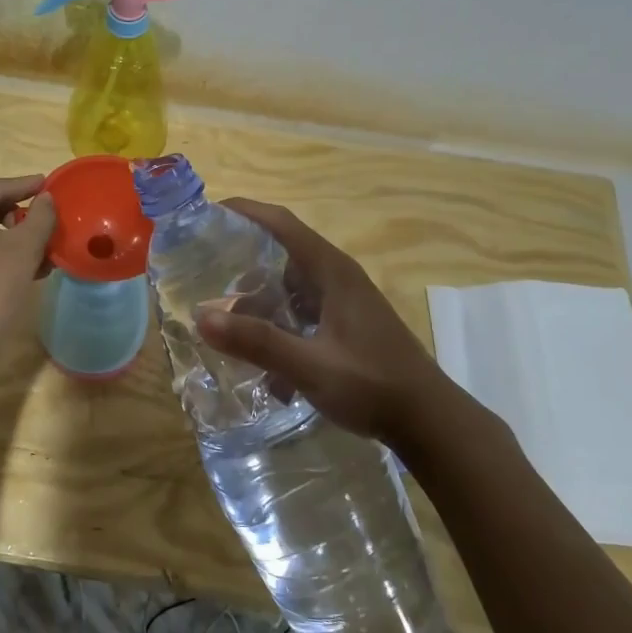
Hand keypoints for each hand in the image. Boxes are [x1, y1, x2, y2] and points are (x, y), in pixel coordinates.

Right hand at [194, 198, 452, 445]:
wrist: (429, 421)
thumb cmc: (373, 386)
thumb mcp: (311, 367)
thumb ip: (258, 342)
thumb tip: (201, 318)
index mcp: (331, 272)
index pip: (281, 223)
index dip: (244, 211)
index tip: (206, 213)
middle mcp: (337, 277)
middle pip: (282, 250)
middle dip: (242, 255)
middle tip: (201, 269)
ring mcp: (343, 301)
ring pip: (290, 282)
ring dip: (257, 292)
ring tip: (220, 310)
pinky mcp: (345, 324)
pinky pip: (300, 307)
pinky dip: (275, 317)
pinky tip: (257, 348)